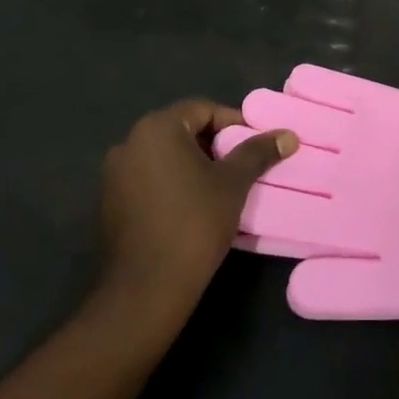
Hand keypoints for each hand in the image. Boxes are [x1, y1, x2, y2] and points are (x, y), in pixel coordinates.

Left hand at [97, 100, 295, 327]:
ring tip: (220, 187)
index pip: (202, 110)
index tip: (254, 146)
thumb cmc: (194, 223)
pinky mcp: (109, 203)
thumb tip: (289, 136)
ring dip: (192, 164)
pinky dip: (171, 183)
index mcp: (157, 129)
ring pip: (164, 156)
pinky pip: (148, 179)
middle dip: (214, 144)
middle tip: (241, 166)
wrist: (147, 288)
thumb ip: (258, 153)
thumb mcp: (233, 184)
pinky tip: (191, 207)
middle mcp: (129, 143)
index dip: (233, 124)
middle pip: (181, 130)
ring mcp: (114, 174)